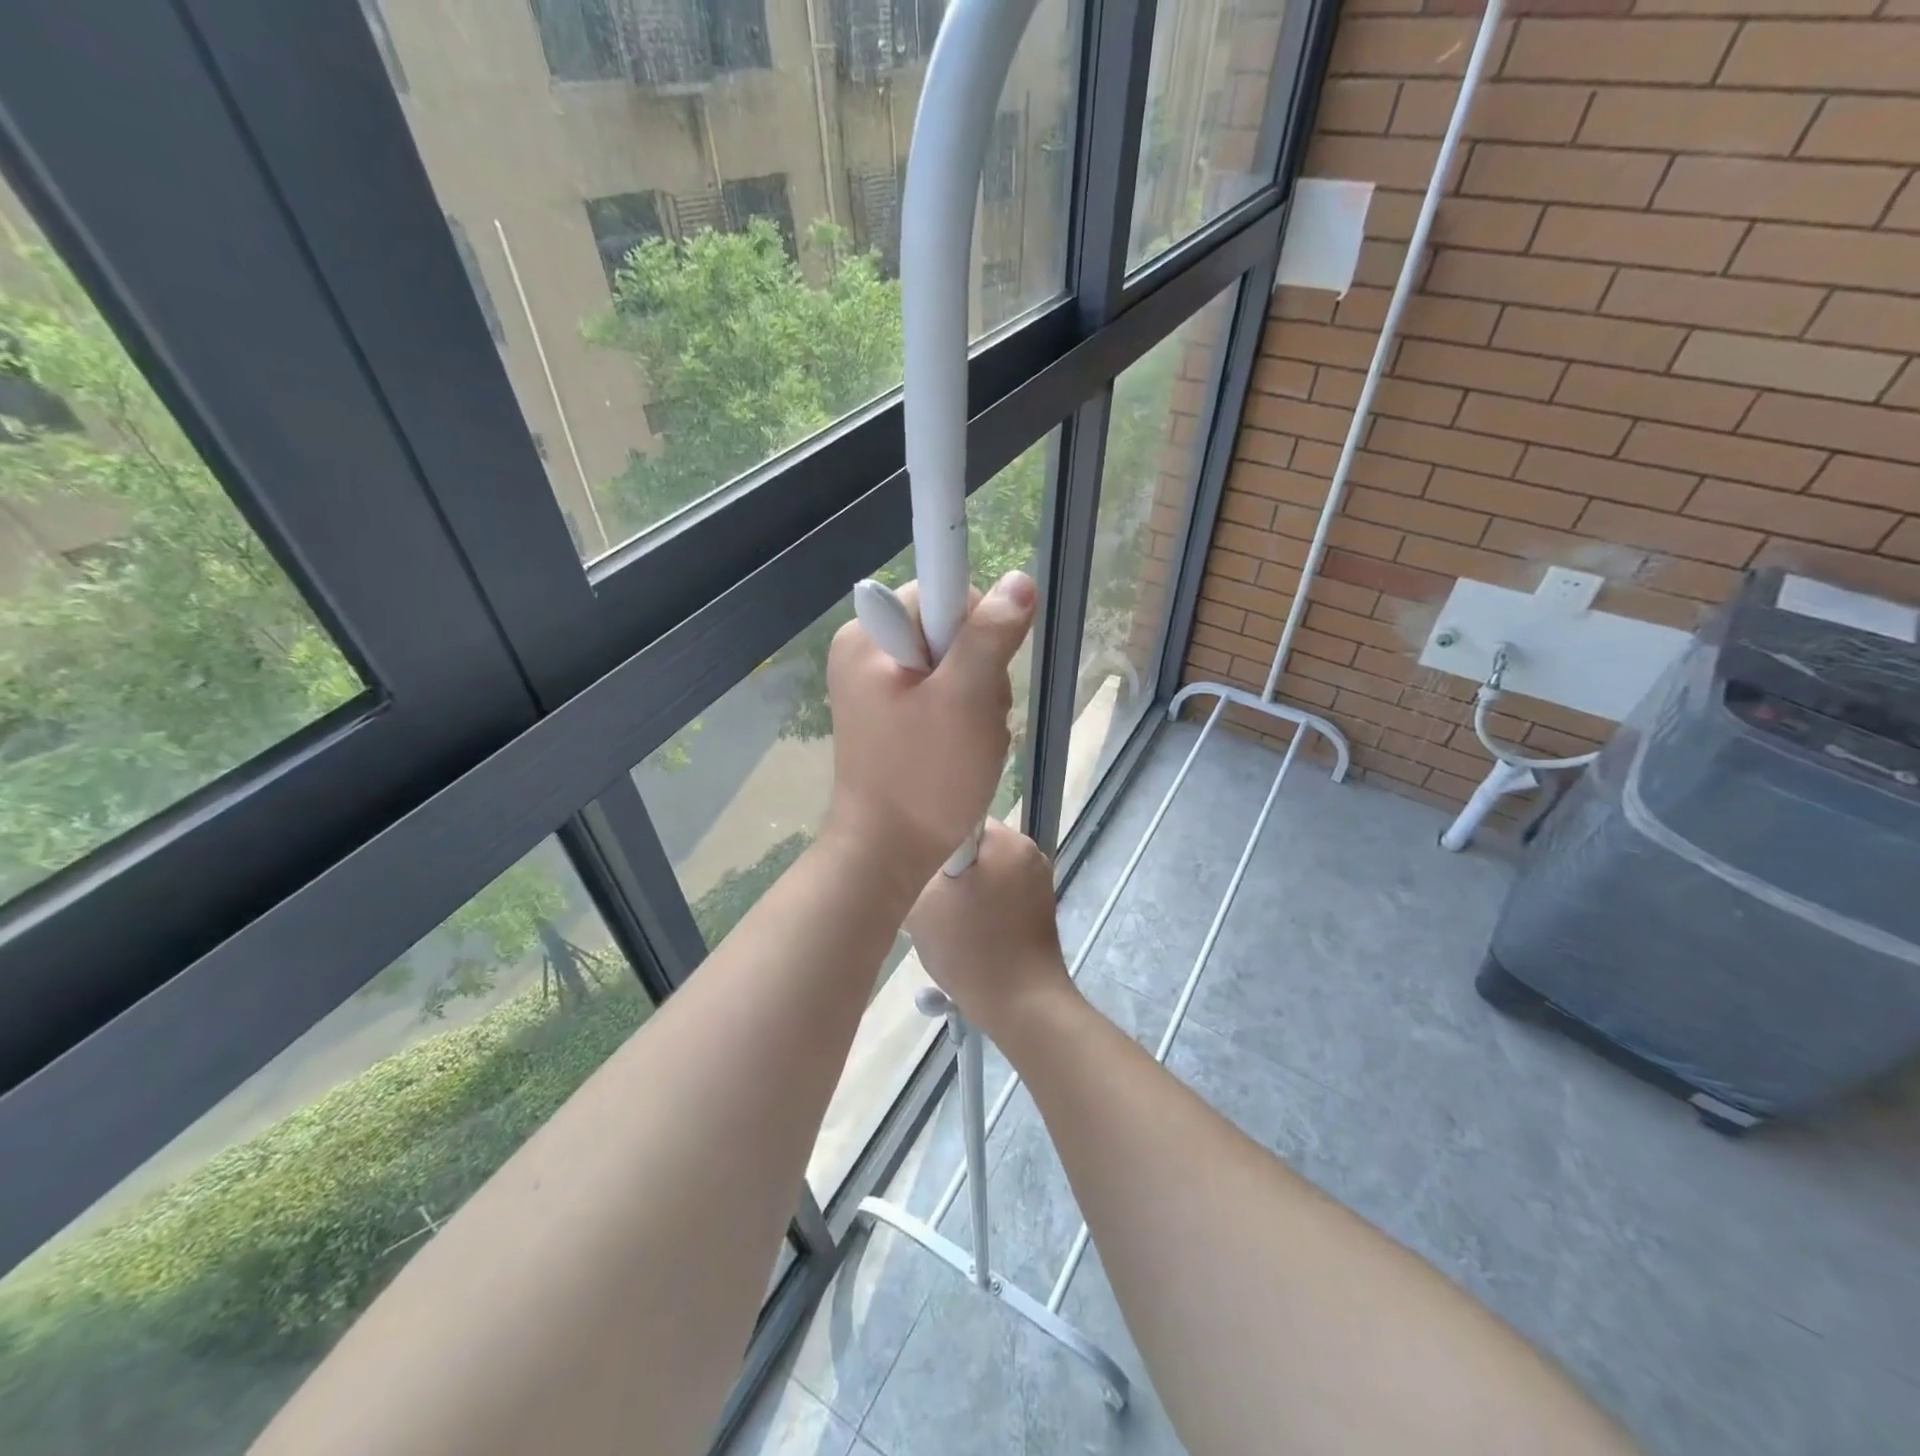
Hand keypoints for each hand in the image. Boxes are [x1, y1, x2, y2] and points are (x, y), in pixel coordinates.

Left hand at [824, 571, 1036, 892]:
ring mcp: (878, 690)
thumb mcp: (967, 699)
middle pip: (950, 633)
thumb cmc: (925, 776)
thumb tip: (1019, 580)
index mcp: (869, 637)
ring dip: (978, 703)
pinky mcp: (892, 719)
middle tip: (975, 721)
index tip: (980, 677)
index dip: (976, 628)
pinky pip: (944, 699)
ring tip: (969, 744)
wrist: (889, 852)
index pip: (941, 594)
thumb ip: (991, 634)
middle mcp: (866, 654)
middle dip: (980, 675)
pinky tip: (962, 752)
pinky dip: (964, 721)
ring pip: (955, 669)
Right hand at [906, 820, 1072, 1041]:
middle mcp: (1030, 853)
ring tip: (946, 924)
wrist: (1021, 1006)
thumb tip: (914, 857)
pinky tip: (968, 936)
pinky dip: (982, 909)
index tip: (916, 872)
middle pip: (973, 849)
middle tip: (927, 904)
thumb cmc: (970, 948)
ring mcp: (1039, 882)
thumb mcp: (923, 903)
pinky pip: (1000, 896)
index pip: (957, 821)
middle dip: (948, 872)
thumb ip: (916, 867)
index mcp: (1007, 841)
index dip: (931, 845)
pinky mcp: (1040, 910)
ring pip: (985, 874)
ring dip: (964, 893)